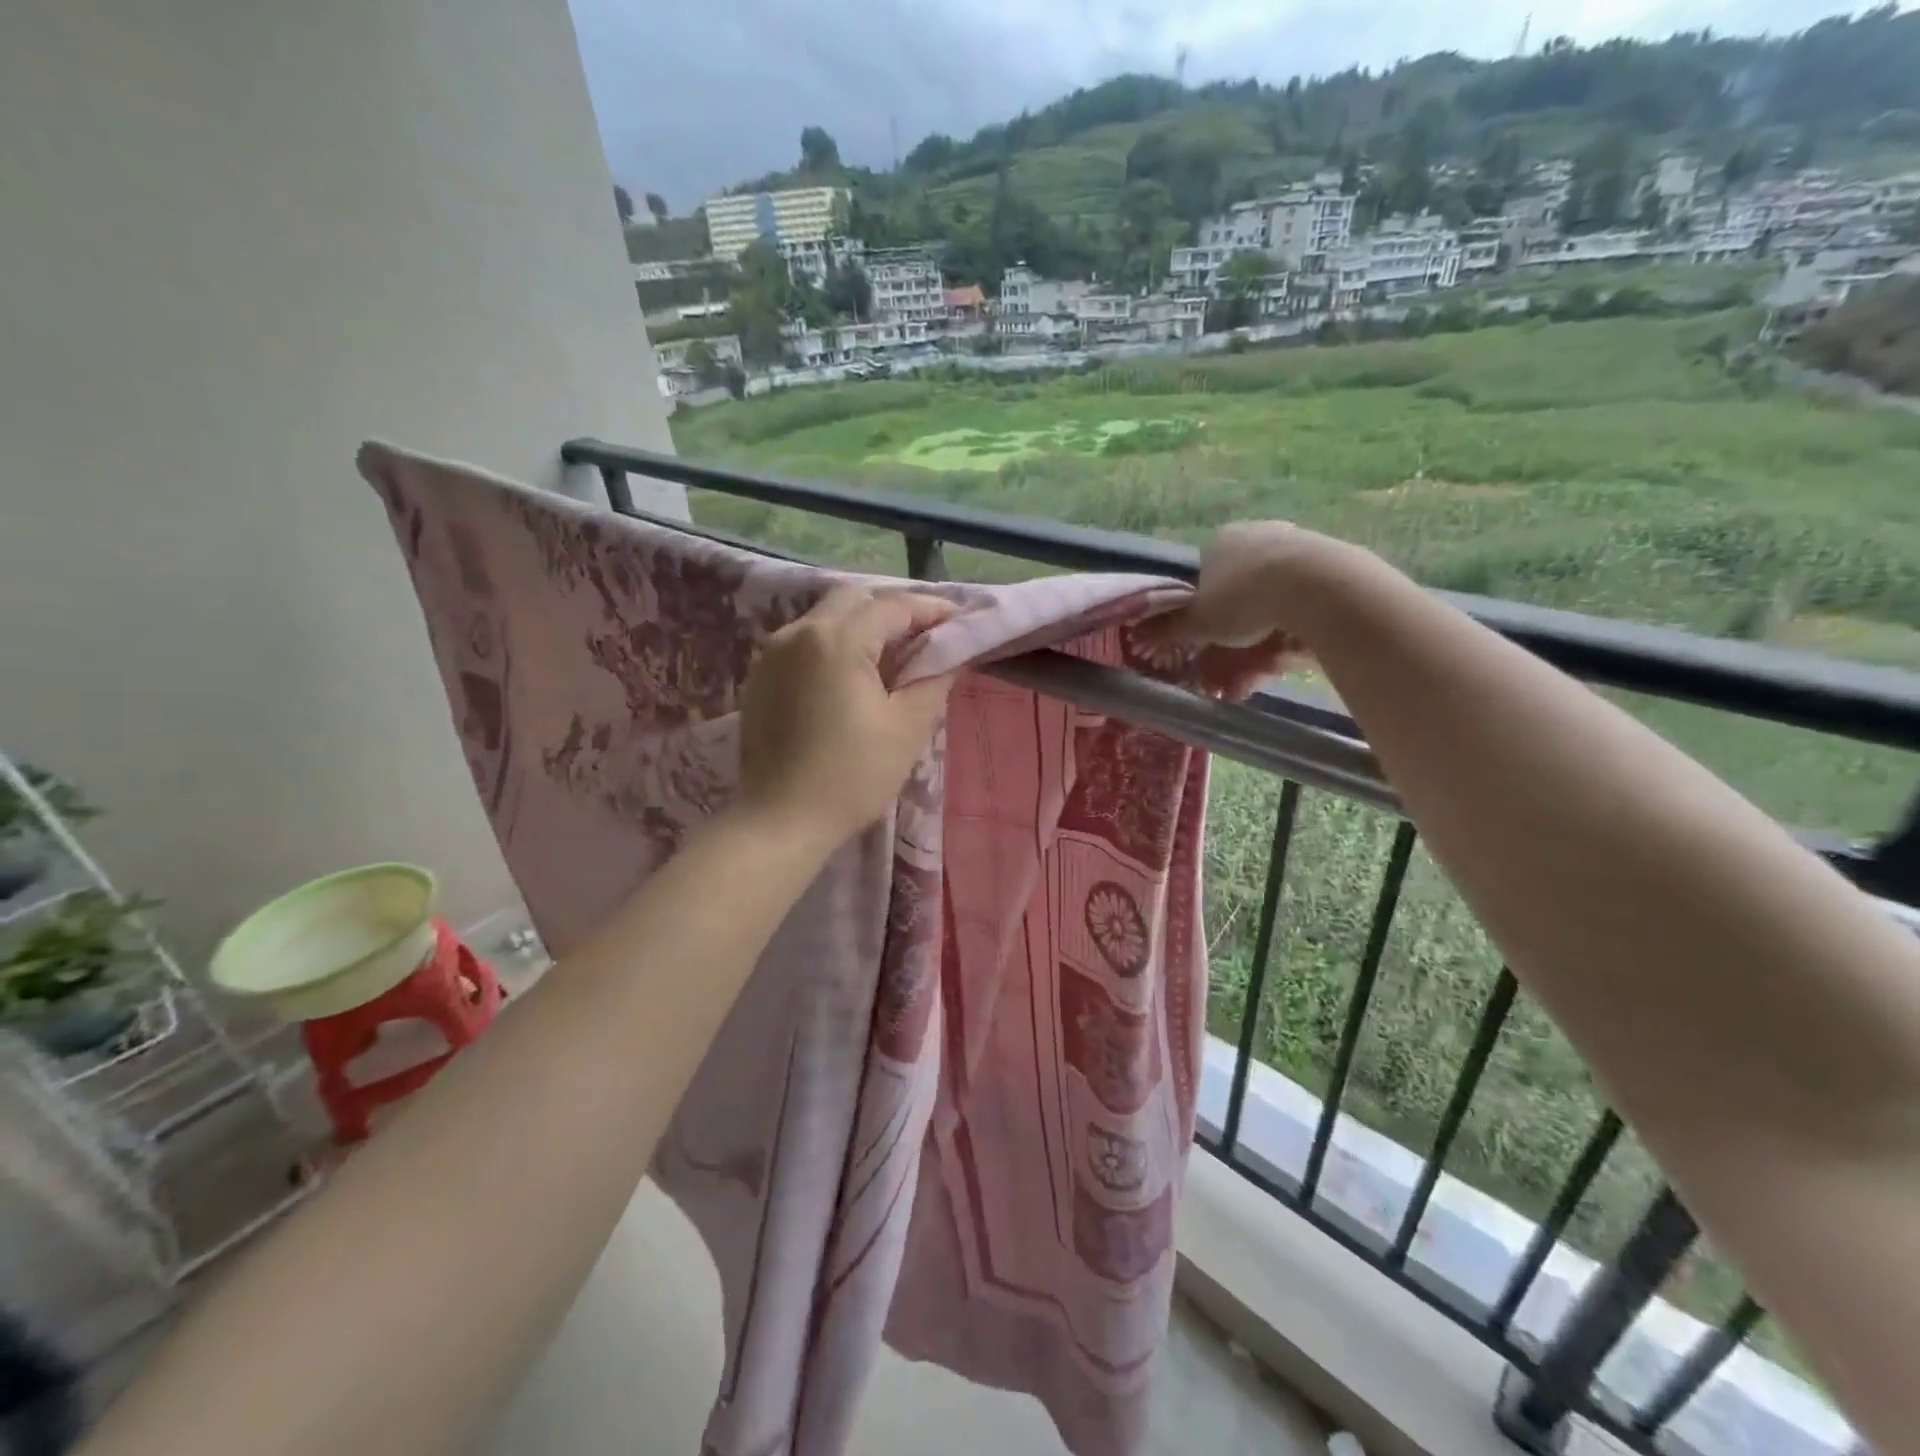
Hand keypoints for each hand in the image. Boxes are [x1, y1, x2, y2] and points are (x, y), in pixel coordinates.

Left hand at [737, 587, 957, 847]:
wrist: (780, 821)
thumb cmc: (852, 776)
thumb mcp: (907, 728)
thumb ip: (934, 679)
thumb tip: (952, 654)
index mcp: (836, 640)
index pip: (893, 606)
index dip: (931, 610)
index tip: (960, 621)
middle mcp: (798, 633)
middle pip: (855, 600)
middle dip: (894, 611)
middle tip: (925, 640)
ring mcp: (772, 653)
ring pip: (826, 618)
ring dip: (863, 626)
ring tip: (892, 658)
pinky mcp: (760, 676)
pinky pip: (805, 641)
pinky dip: (835, 644)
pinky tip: (852, 677)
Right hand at [1140, 523, 1317, 696]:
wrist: (1317, 586)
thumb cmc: (1244, 598)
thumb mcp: (1198, 621)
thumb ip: (1169, 629)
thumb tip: (1136, 635)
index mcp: (1221, 542)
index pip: (1204, 576)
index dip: (1203, 610)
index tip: (1207, 638)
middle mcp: (1257, 536)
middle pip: (1240, 592)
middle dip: (1234, 636)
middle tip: (1231, 668)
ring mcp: (1297, 547)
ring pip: (1272, 603)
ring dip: (1261, 644)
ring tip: (1257, 677)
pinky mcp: (1330, 564)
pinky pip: (1302, 605)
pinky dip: (1292, 635)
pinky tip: (1288, 660)